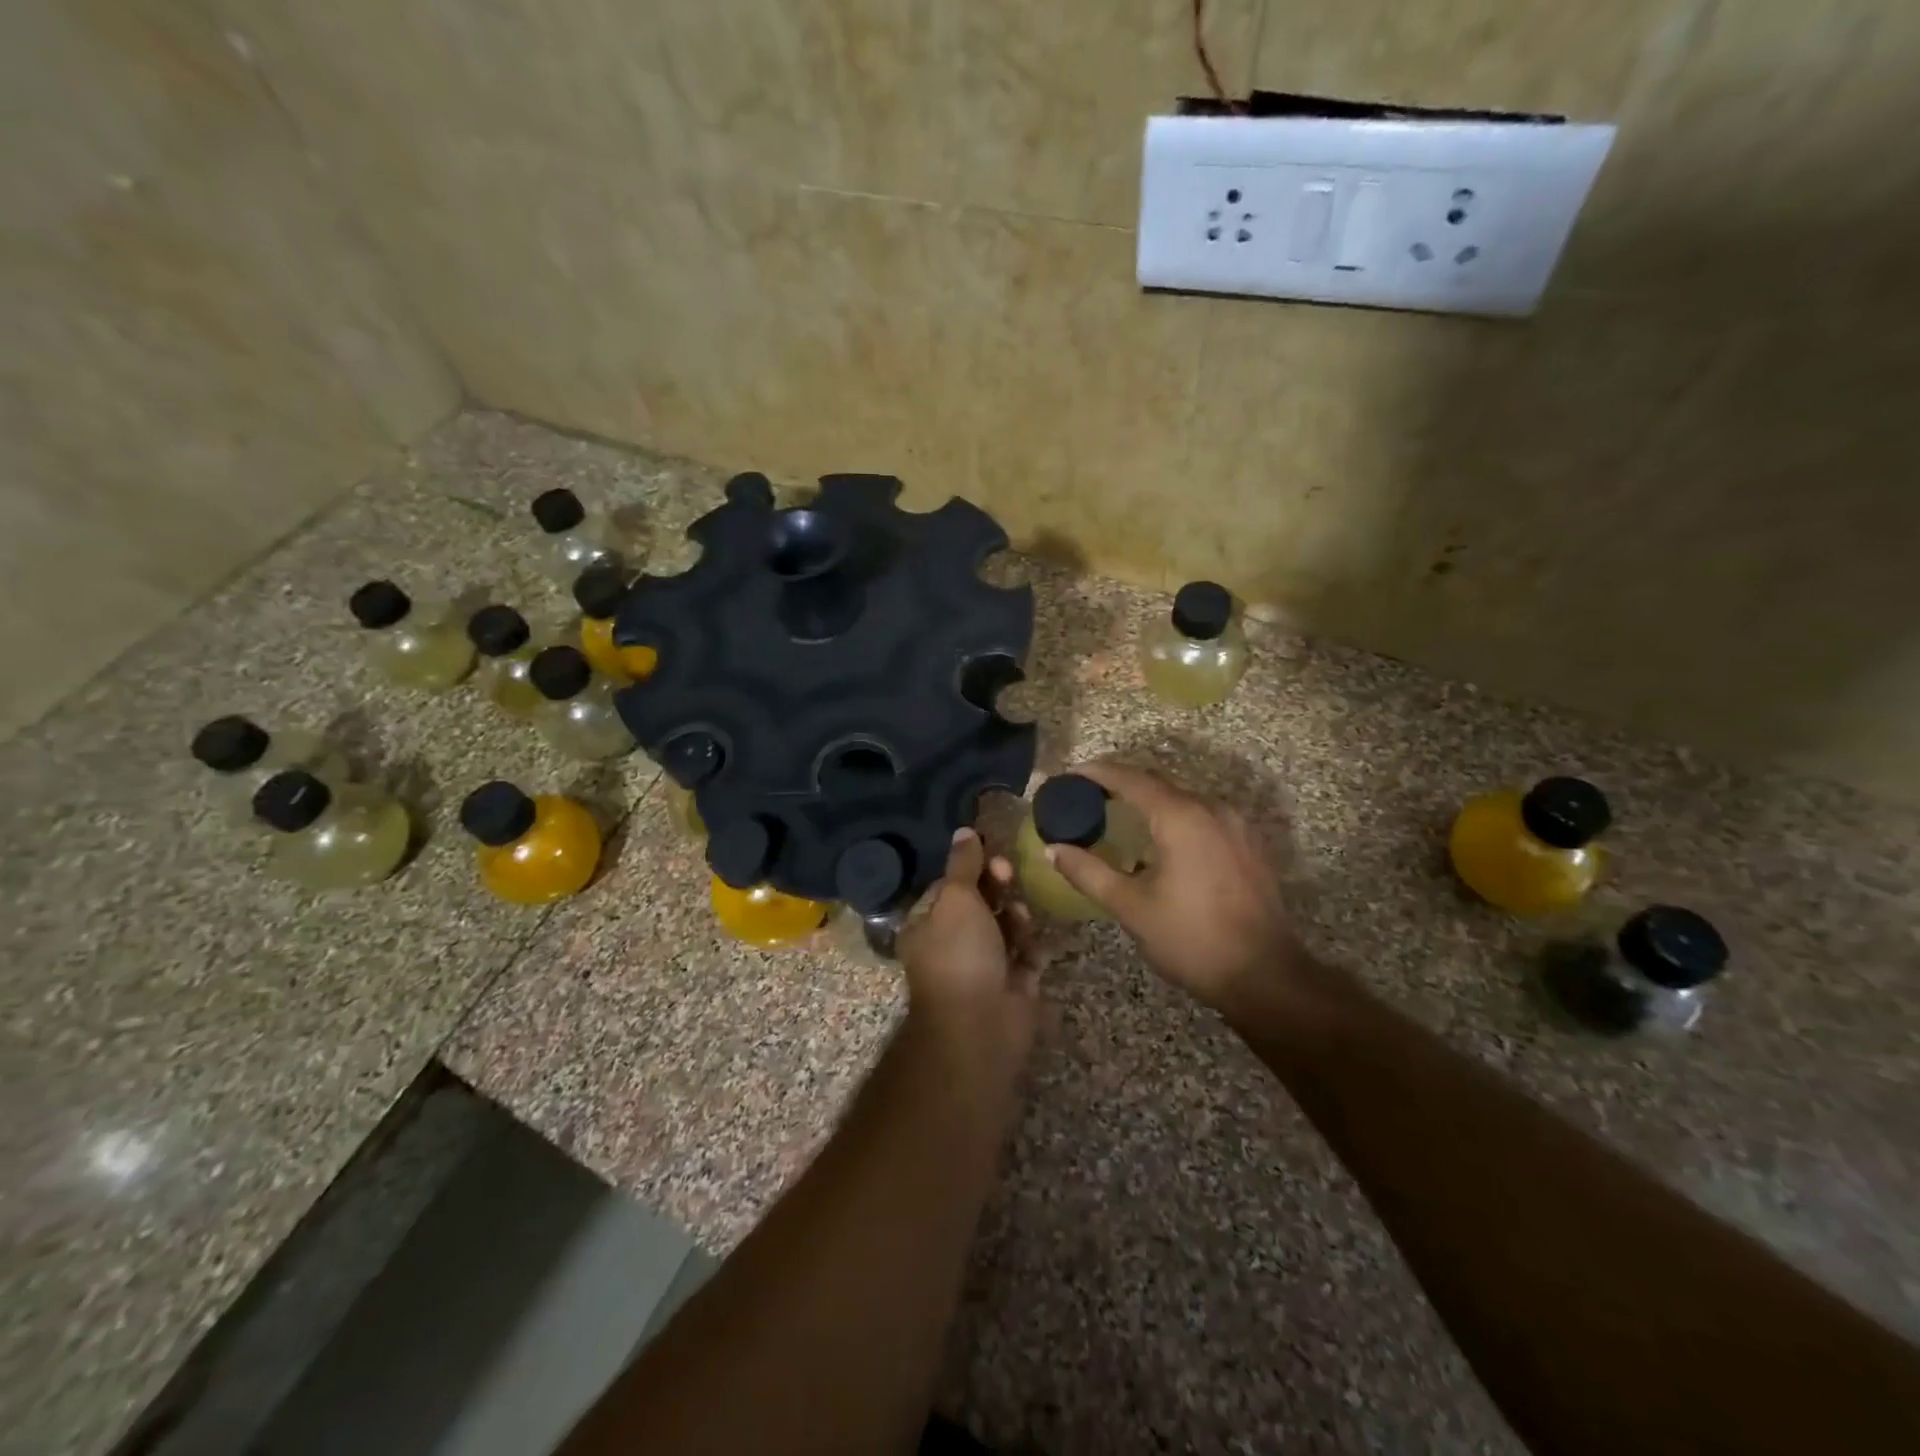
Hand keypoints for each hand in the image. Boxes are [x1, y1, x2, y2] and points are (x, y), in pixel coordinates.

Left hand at [897, 828, 1040, 1081]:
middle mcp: (952, 945)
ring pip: (1006, 928)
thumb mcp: (956, 898)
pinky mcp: (1012, 985)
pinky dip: (1031, 949)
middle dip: (998, 889)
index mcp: (927, 925)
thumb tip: (963, 830)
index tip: (992, 856)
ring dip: (1017, 917)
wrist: (980, 1026)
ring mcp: (983, 966)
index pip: (949, 886)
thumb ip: (963, 864)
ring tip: (1022, 919)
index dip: (971, 869)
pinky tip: (1034, 948)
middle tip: (1009, 877)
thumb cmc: (960, 953)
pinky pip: (1025, 956)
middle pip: (981, 904)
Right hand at [1046, 762, 1301, 1013]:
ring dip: (1150, 803)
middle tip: (1088, 797)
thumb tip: (1053, 849)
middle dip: (1121, 786)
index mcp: (1181, 817)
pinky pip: (1203, 817)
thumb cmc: (1191, 939)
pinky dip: (1175, 818)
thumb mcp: (1131, 907)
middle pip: (1158, 784)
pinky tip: (1161, 842)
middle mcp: (1211, 809)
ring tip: (1119, 818)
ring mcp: (1236, 825)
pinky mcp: (1249, 845)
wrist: (1266, 976)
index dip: (1098, 773)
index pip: (1132, 779)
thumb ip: (1088, 872)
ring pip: (1183, 800)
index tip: (1071, 775)